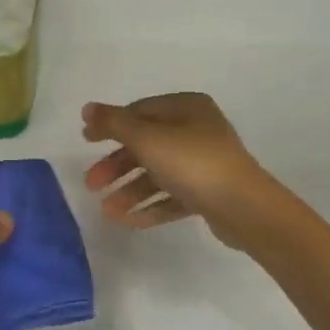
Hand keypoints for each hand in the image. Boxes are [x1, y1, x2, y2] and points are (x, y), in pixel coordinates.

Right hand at [82, 94, 276, 247]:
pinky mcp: (209, 192)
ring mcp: (205, 162)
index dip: (110, 125)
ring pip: (158, 173)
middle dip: (116, 165)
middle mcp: (197, 130)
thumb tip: (87, 108)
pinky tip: (128, 221)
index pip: (139, 111)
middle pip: (146, 144)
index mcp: (186, 108)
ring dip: (130, 190)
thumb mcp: (147, 138)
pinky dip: (150, 205)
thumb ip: (114, 123)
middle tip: (91, 184)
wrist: (244, 208)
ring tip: (107, 211)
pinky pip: (173, 195)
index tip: (85, 141)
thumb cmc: (193, 163)